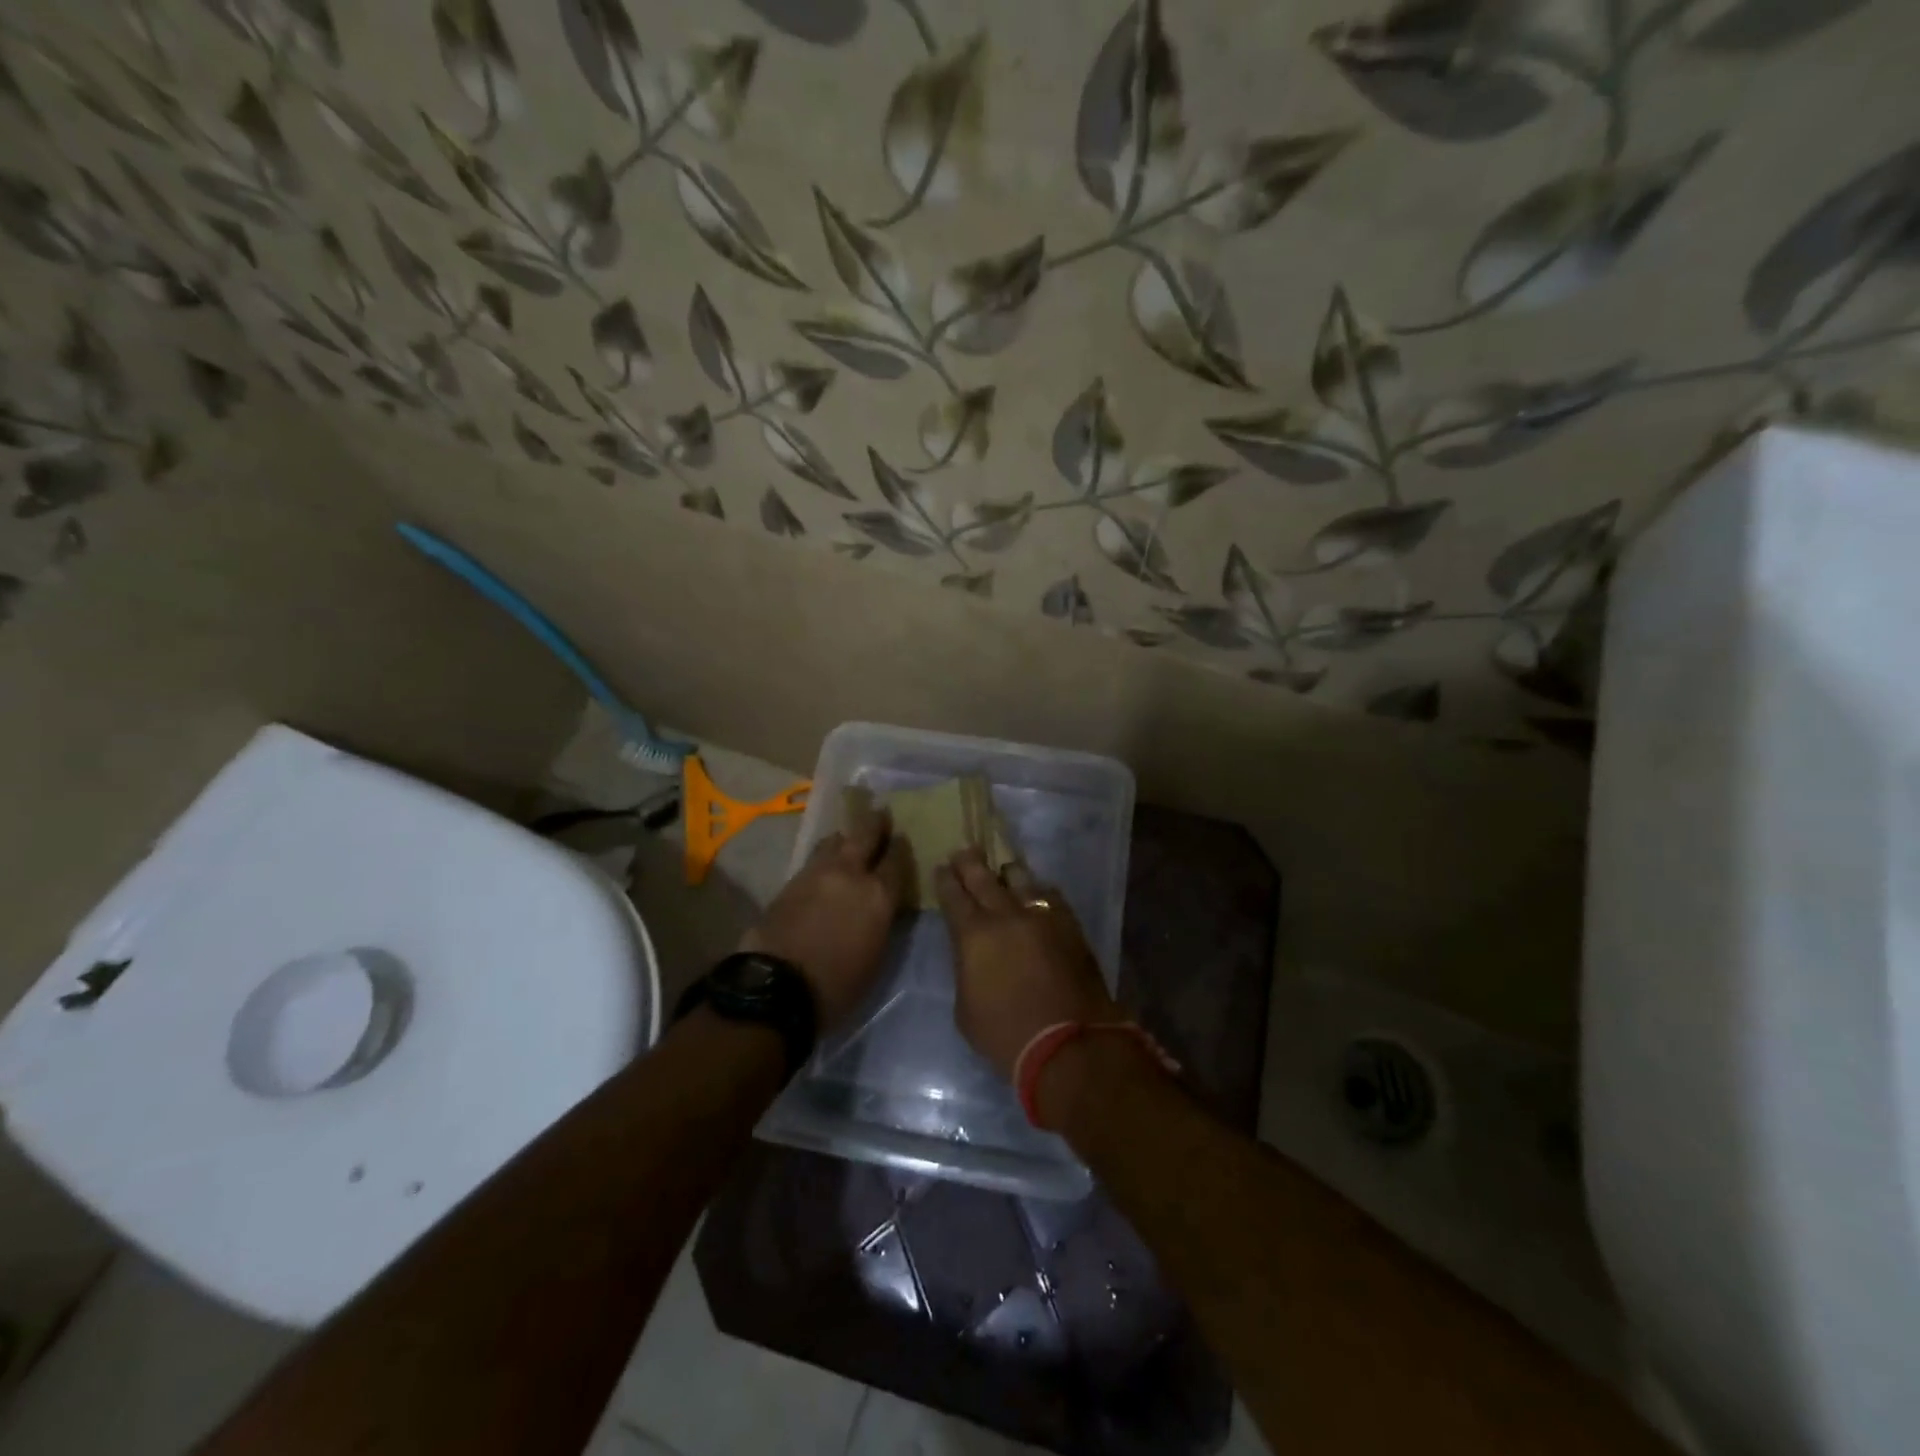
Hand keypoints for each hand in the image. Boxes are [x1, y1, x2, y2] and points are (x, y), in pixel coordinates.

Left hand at [741, 795, 910, 1030]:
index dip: (901, 847)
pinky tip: (825, 863)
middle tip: (880, 814)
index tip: (902, 839)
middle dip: (875, 823)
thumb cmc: (837, 985)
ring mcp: (817, 873)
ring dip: (845, 837)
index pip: (897, 859)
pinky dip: (824, 856)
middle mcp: (850, 873)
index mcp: (878, 895)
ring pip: (835, 840)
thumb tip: (881, 906)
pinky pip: (814, 858)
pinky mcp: (790, 881)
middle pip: (865, 834)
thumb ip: (882, 922)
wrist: (777, 986)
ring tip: (848, 839)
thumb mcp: (876, 957)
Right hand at [933, 850, 1117, 1078]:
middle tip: (964, 852)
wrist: (1069, 1044)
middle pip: (984, 877)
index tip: (942, 868)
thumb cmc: (1006, 1035)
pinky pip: (1050, 896)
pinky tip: (1037, 894)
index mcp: (973, 935)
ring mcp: (1042, 916)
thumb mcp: (965, 1008)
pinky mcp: (1070, 925)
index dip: (946, 880)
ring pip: (1021, 878)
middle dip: (970, 862)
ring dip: (1007, 873)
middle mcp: (1006, 915)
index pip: (953, 896)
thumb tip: (973, 953)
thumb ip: (966, 970)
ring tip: (1003, 870)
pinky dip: (1038, 892)